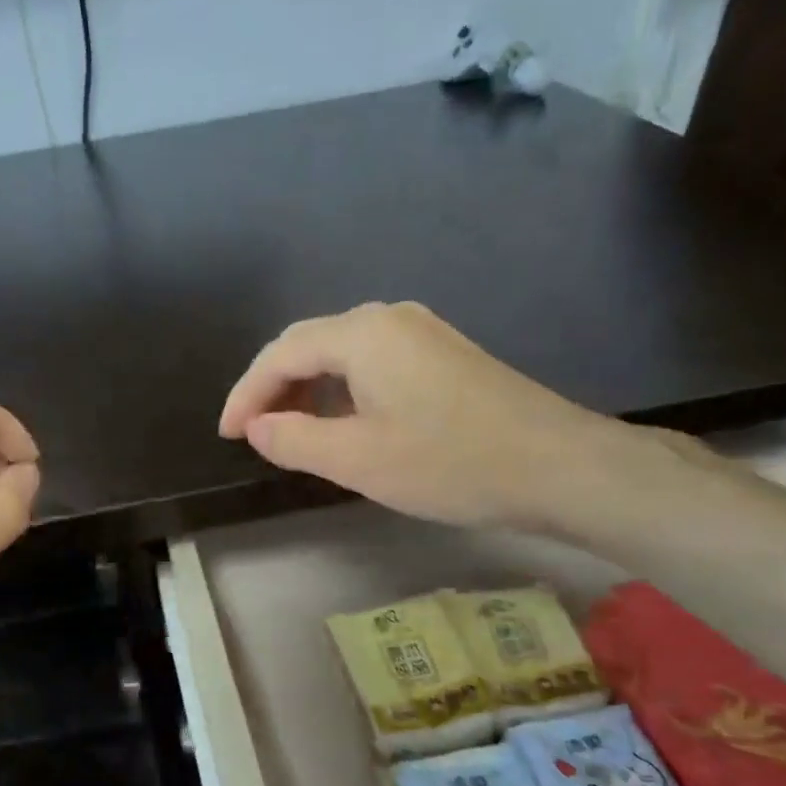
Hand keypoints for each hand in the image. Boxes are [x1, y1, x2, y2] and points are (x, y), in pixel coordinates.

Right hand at [219, 301, 641, 528]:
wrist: (559, 466)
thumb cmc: (449, 463)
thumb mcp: (357, 460)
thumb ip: (293, 440)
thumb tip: (258, 427)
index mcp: (363, 334)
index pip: (282, 353)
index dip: (246, 394)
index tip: (227, 434)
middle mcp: (390, 318)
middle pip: (310, 344)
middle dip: (273, 387)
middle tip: (253, 432)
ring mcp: (422, 333)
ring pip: (342, 353)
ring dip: (308, 388)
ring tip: (290, 431)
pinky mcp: (444, 354)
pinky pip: (373, 362)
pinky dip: (342, 389)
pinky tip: (342, 422)